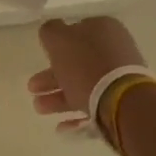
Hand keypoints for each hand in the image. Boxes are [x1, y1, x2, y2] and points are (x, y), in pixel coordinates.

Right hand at [27, 17, 147, 133]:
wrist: (121, 101)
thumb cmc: (86, 65)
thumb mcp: (59, 39)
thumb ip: (50, 31)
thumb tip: (52, 31)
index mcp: (103, 29)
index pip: (76, 32)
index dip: (56, 45)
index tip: (42, 58)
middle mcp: (114, 50)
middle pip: (77, 62)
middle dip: (51, 77)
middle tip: (32, 88)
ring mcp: (120, 77)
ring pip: (83, 85)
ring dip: (58, 97)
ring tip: (39, 108)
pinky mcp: (122, 101)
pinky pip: (95, 105)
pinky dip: (77, 114)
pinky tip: (61, 126)